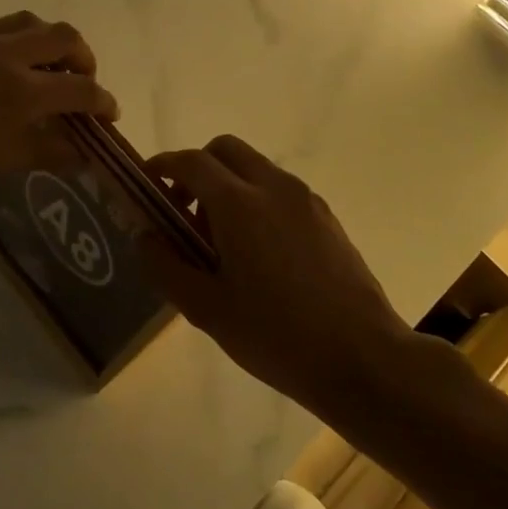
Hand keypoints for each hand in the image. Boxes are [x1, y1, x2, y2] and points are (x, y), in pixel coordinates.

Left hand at [0, 12, 118, 207]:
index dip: (103, 101)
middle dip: (81, 57)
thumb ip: (40, 151)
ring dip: (43, 41)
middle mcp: (1, 53)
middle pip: (61, 35)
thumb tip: (79, 154)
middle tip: (79, 81)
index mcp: (19, 90)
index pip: (80, 89)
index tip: (109, 114)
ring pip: (22, 22)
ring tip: (40, 67)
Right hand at [143, 135, 419, 410]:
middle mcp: (274, 188)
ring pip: (256, 168)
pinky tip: (258, 254)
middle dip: (197, 168)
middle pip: (226, 149)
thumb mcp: (207, 309)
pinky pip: (280, 191)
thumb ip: (166, 266)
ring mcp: (306, 200)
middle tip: (184, 211)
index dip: (163, 166)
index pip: (192, 162)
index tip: (147, 184)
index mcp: (240, 205)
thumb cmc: (276, 335)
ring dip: (228, 186)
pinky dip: (256, 201)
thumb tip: (144, 236)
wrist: (363, 358)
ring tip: (220, 242)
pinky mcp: (327, 218)